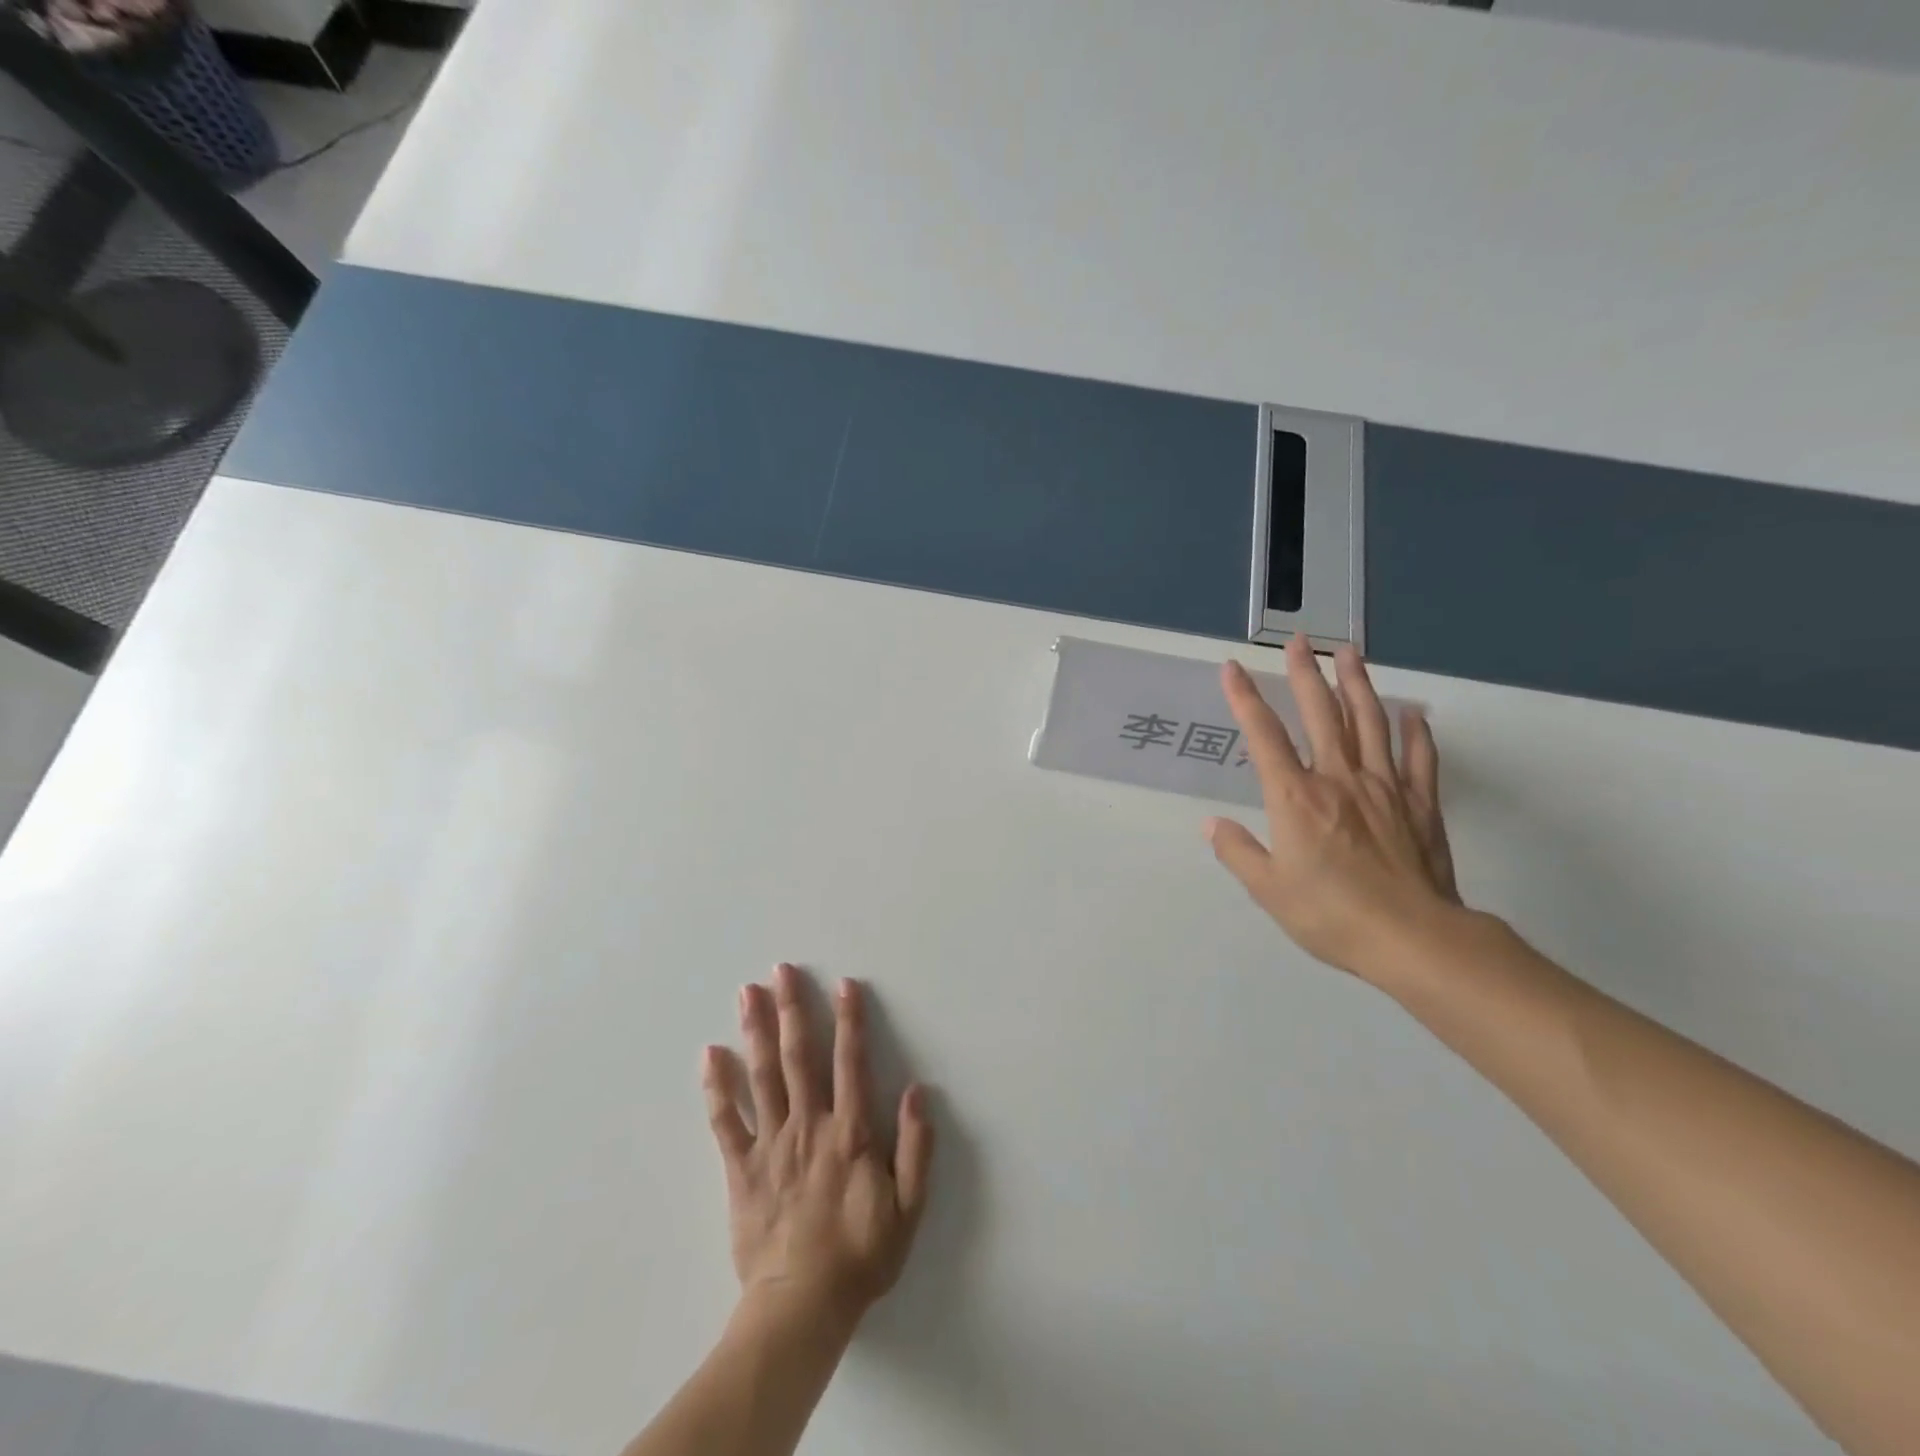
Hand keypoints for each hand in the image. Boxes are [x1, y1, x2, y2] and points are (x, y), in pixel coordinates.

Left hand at [702, 965, 933, 1330]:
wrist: (801, 1309)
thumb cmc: (860, 1256)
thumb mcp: (908, 1209)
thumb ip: (916, 1148)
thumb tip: (918, 1091)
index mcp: (849, 1133)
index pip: (850, 1063)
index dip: (850, 1020)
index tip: (845, 984)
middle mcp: (808, 1126)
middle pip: (798, 1056)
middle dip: (791, 1008)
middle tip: (781, 970)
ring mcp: (770, 1144)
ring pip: (761, 1076)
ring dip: (755, 1030)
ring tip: (747, 992)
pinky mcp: (741, 1168)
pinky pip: (726, 1121)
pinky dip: (717, 1086)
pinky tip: (710, 1054)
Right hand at [1206, 638, 1461, 980]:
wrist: (1413, 938)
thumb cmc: (1330, 914)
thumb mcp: (1269, 890)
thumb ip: (1238, 852)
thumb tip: (1212, 825)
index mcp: (1296, 797)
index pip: (1264, 736)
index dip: (1245, 699)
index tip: (1233, 669)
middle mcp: (1338, 779)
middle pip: (1321, 715)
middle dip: (1305, 675)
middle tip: (1301, 641)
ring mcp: (1384, 788)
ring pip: (1370, 723)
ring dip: (1358, 684)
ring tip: (1349, 653)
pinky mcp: (1420, 805)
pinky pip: (1418, 759)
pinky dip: (1416, 732)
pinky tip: (1414, 713)